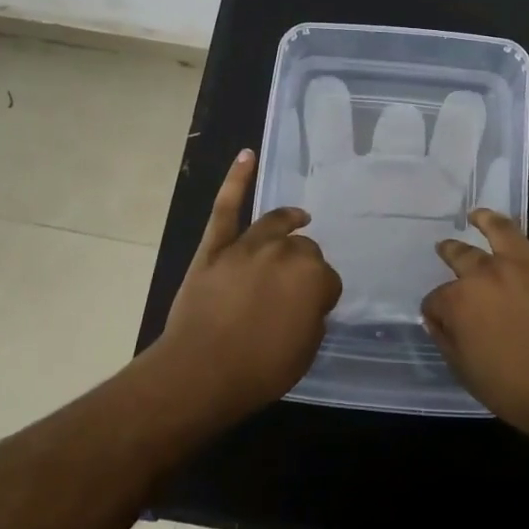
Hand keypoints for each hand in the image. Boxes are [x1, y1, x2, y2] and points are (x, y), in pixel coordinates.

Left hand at [153, 149, 342, 422]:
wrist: (200, 372)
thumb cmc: (259, 369)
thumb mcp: (306, 350)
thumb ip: (312, 317)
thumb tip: (306, 302)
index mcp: (313, 277)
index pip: (328, 280)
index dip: (321, 297)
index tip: (313, 311)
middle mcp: (285, 252)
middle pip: (304, 249)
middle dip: (304, 266)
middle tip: (295, 288)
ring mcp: (247, 245)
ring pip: (275, 224)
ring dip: (289, 220)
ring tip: (299, 218)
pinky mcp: (215, 246)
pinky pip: (226, 207)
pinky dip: (236, 180)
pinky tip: (246, 156)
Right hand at [422, 167, 528, 444]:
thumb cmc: (520, 392)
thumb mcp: (468, 374)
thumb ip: (448, 340)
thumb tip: (436, 316)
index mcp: (461, 300)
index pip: (438, 298)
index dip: (438, 309)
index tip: (440, 318)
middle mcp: (489, 272)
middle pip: (462, 257)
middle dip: (451, 253)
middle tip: (447, 250)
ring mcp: (528, 262)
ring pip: (502, 229)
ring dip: (487, 219)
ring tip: (477, 214)